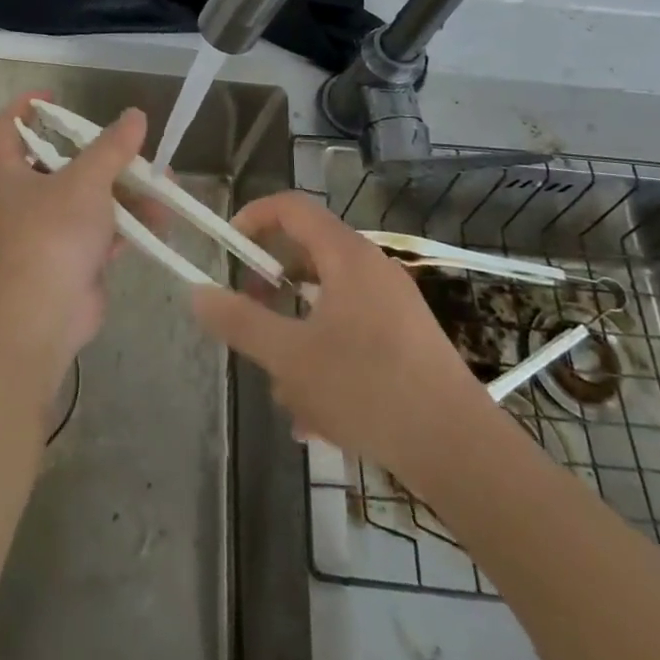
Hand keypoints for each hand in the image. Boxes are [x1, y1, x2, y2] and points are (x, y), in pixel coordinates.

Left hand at [0, 93, 147, 373]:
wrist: (45, 314)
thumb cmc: (53, 234)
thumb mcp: (86, 180)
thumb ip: (112, 147)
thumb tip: (135, 115)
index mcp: (11, 173)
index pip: (6, 128)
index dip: (25, 108)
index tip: (54, 97)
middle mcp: (26, 198)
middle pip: (62, 162)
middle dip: (103, 154)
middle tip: (133, 146)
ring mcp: (51, 230)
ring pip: (91, 198)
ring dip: (127, 190)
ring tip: (164, 183)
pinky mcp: (74, 258)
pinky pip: (104, 230)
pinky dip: (129, 223)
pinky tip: (161, 218)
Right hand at [190, 191, 493, 477]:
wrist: (462, 452)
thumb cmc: (369, 389)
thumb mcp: (291, 357)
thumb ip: (240, 322)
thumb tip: (198, 293)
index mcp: (346, 256)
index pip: (292, 207)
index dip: (253, 217)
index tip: (227, 249)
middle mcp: (371, 270)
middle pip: (306, 257)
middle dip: (270, 291)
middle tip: (249, 319)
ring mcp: (392, 306)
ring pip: (324, 305)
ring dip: (296, 340)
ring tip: (286, 394)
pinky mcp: (404, 342)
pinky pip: (349, 335)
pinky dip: (325, 361)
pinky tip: (318, 419)